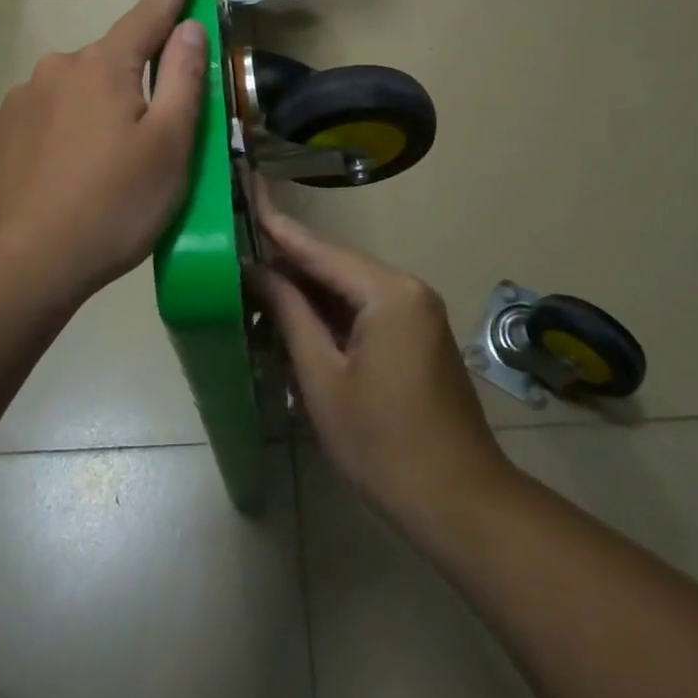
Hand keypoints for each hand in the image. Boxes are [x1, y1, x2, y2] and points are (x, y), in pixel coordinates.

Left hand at [0, 0, 206, 302]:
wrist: (19, 263)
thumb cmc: (111, 204)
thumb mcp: (168, 145)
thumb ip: (182, 78)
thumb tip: (187, 27)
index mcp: (104, 66)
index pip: (149, 14)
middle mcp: (59, 68)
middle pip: (116, 63)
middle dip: (141, 86)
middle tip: (157, 143)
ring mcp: (25, 98)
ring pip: (83, 93)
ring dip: (105, 115)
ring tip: (112, 174)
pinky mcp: (5, 130)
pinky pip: (54, 117)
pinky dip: (74, 135)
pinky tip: (75, 179)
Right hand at [249, 189, 512, 525]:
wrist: (460, 503)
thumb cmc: (382, 445)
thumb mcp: (322, 379)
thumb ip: (290, 315)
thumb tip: (257, 272)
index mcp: (388, 292)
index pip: (320, 250)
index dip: (278, 227)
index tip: (246, 194)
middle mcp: (407, 289)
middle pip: (336, 265)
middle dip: (287, 263)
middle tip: (237, 253)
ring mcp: (417, 312)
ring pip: (349, 288)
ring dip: (306, 291)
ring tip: (254, 287)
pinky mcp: (417, 335)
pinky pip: (365, 309)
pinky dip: (330, 313)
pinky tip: (295, 319)